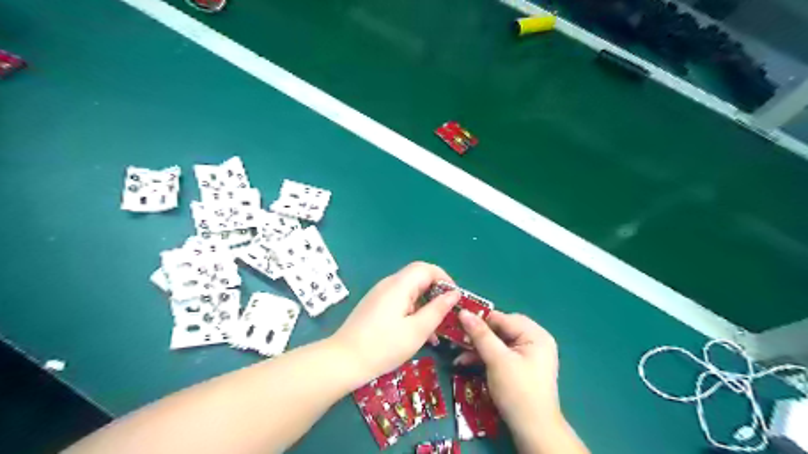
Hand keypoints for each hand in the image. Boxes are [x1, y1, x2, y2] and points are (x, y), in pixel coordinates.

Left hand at [330, 263, 457, 382]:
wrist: (343, 360)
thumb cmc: (383, 346)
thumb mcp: (417, 330)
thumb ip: (437, 310)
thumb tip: (454, 294)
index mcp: (399, 285)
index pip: (426, 268)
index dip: (444, 279)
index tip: (455, 298)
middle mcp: (389, 284)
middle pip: (418, 278)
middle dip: (436, 293)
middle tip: (448, 315)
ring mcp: (379, 294)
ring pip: (410, 292)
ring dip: (425, 305)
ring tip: (435, 331)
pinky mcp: (374, 306)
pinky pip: (399, 301)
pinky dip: (412, 311)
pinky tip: (417, 333)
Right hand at [454, 310, 563, 430]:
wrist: (534, 432)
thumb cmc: (518, 392)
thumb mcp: (497, 360)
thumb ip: (480, 334)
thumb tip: (462, 312)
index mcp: (535, 335)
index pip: (502, 318)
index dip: (480, 320)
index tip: (457, 323)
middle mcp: (534, 340)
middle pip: (500, 329)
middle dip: (477, 335)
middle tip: (457, 338)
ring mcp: (528, 355)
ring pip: (497, 342)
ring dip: (477, 347)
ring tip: (457, 352)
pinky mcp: (520, 367)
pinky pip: (500, 354)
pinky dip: (484, 357)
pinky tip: (466, 362)